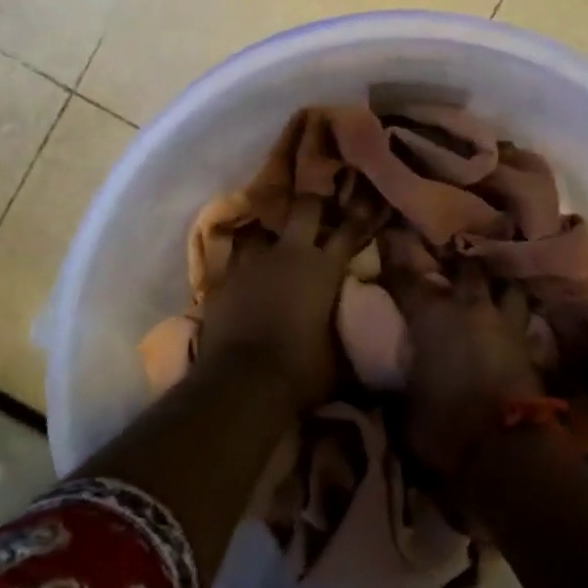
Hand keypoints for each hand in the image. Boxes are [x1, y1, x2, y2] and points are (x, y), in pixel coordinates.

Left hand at [195, 197, 369, 410]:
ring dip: (270, 235)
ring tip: (274, 241)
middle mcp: (289, 255)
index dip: (358, 217)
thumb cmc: (301, 371)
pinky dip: (243, 264)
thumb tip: (359, 332)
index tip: (365, 205)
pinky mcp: (222, 279)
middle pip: (304, 208)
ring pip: (261, 230)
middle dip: (313, 205)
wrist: (242, 382)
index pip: (348, 231)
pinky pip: (235, 260)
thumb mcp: (338, 356)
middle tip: (318, 208)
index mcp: (323, 269)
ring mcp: (252, 263)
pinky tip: (245, 272)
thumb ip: (346, 332)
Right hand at [384, 261, 555, 484]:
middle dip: (457, 263)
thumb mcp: (405, 409)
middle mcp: (469, 308)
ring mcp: (506, 325)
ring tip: (489, 290)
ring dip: (497, 287)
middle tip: (449, 263)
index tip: (387, 237)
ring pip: (506, 287)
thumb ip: (397, 386)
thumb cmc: (444, 426)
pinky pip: (524, 322)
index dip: (394, 257)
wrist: (508, 449)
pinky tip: (511, 325)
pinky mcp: (531, 348)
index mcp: (430, 316)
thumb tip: (387, 383)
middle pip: (466, 268)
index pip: (405, 277)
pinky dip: (516, 321)